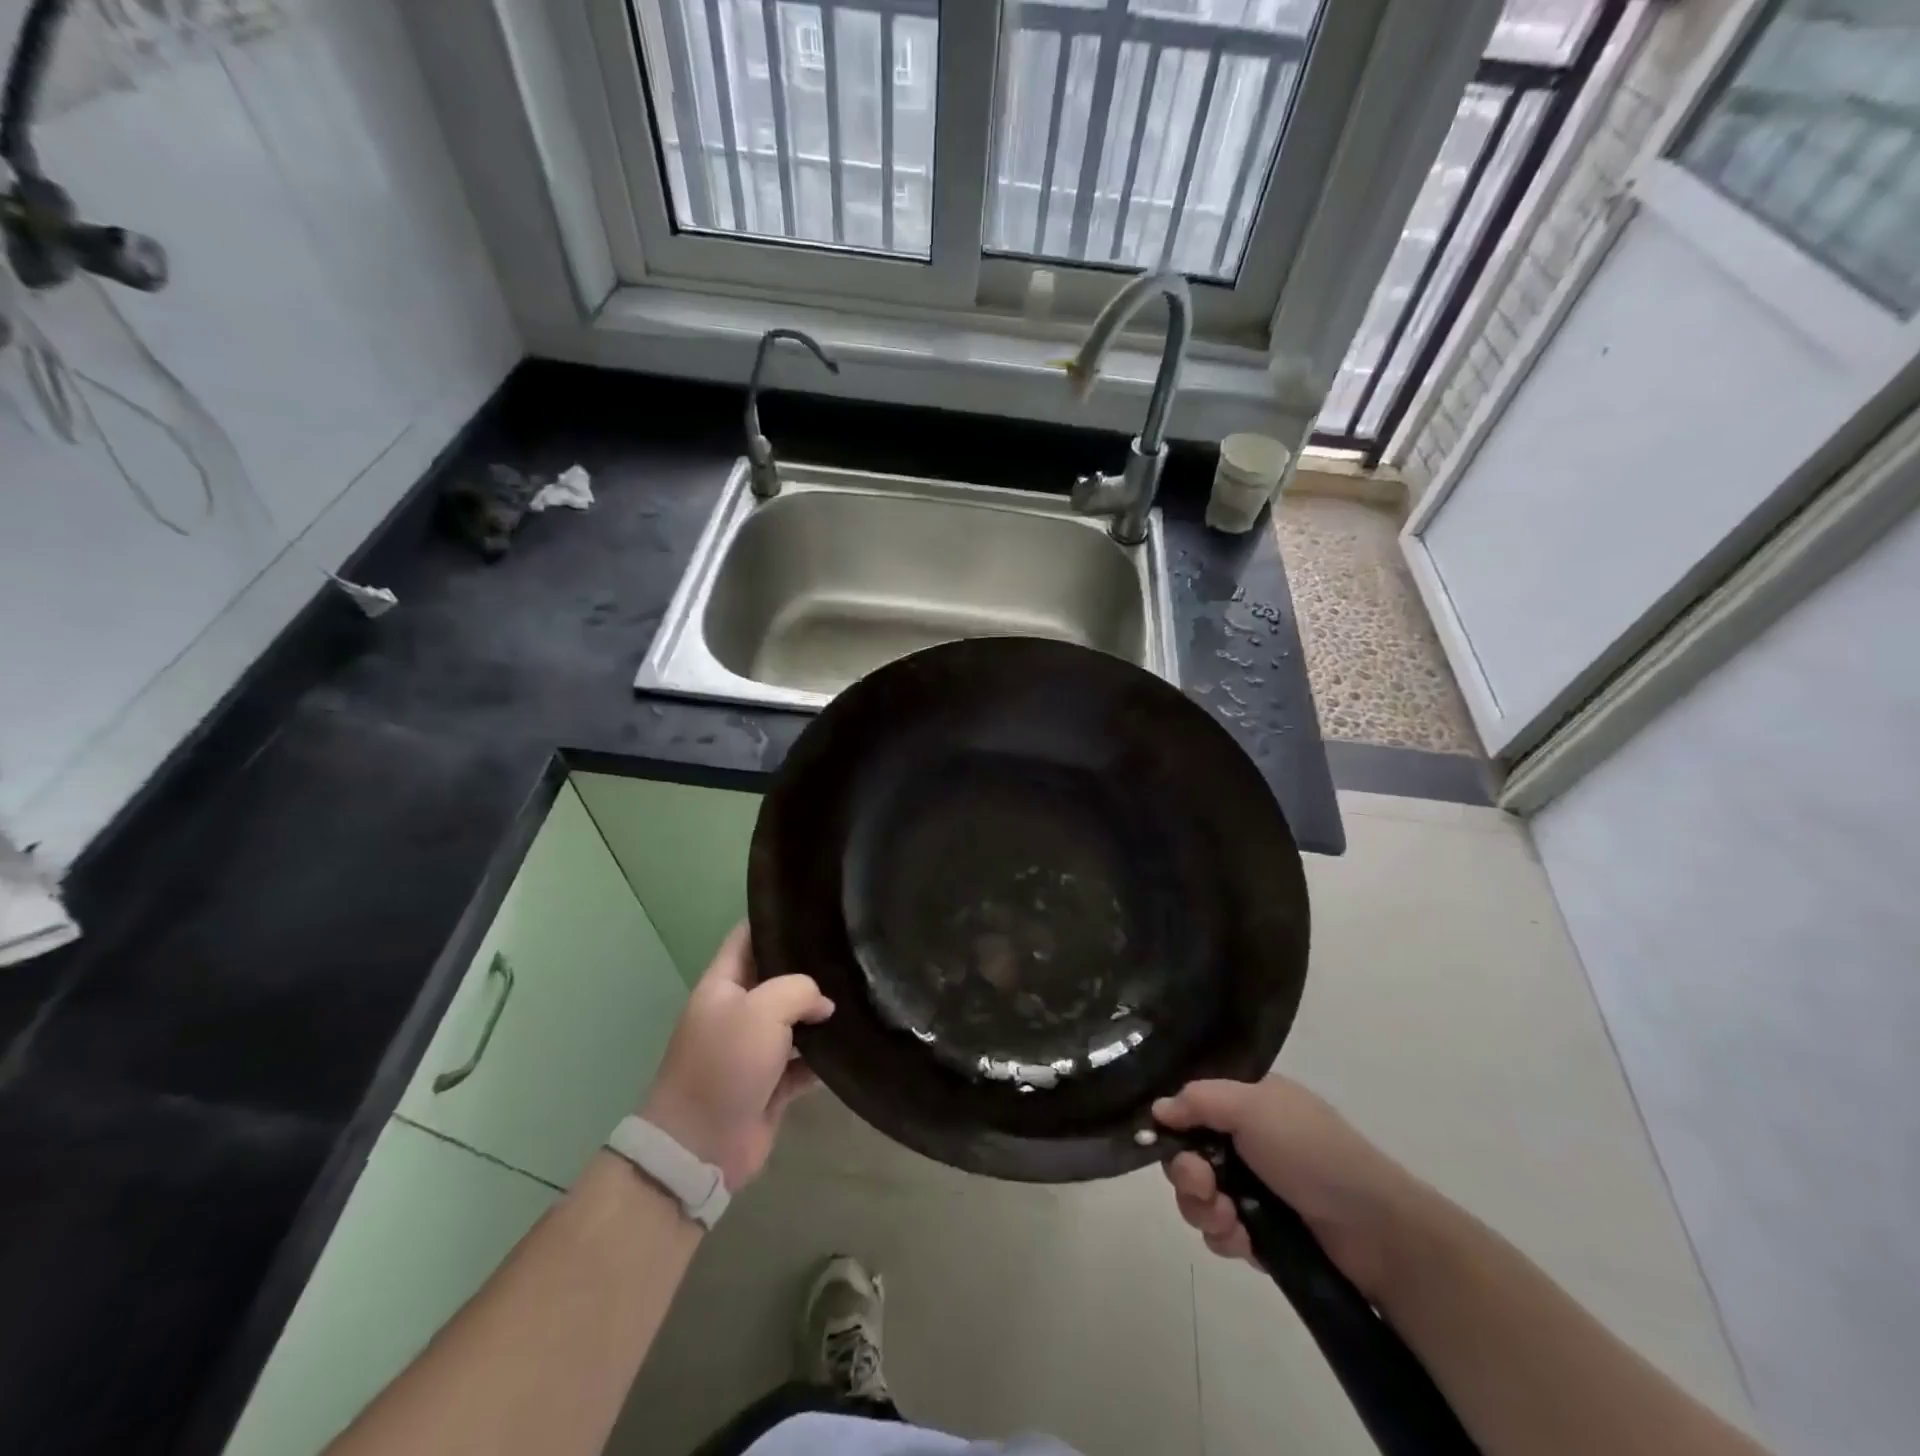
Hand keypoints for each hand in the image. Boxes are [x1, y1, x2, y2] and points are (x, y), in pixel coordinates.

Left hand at [640, 923, 833, 1191]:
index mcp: (722, 985)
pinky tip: (852, 1043)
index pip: (746, 937)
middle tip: (851, 949)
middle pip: (775, 978)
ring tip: (863, 991)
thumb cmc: (725, 1063)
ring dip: (821, 1014)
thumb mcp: (762, 1009)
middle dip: (808, 967)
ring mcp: (753, 1050)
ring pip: (793, 1021)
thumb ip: (799, 990)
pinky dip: (823, 1057)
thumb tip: (823, 1004)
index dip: (773, 919)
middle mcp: (737, 1012)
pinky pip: (803, 1063)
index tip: (813, 906)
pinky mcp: (770, 1085)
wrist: (700, 1145)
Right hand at [1155, 1076, 1424, 1301]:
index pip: (1193, 1106)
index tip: (1159, 1139)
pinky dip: (1225, 1236)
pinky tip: (1243, 1241)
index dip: (1173, 1123)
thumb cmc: (1311, 1151)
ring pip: (1200, 1196)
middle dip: (1186, 1173)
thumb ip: (1198, 1100)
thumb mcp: (1252, 1106)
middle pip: (1189, 1153)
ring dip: (1202, 1208)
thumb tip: (1157, 1109)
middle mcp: (1249, 1141)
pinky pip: (1222, 1232)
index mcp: (1250, 1102)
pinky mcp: (1263, 1233)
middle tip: (1203, 1184)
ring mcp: (1256, 1188)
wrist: (1375, 1231)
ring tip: (1227, 1219)